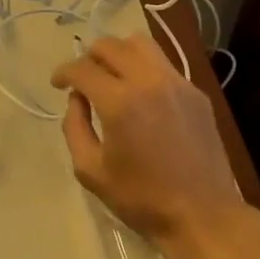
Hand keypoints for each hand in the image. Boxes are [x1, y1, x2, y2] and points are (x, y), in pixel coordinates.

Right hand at [50, 35, 245, 258]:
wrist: (202, 215)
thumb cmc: (142, 199)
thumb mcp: (91, 171)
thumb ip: (75, 127)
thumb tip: (77, 100)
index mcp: (120, 102)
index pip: (83, 68)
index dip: (63, 72)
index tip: (57, 83)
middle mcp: (149, 81)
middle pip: (110, 45)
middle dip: (89, 57)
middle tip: (82, 79)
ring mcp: (177, 83)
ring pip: (141, 43)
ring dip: (119, 52)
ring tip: (112, 75)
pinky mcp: (196, 92)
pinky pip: (163, 64)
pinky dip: (144, 68)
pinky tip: (141, 94)